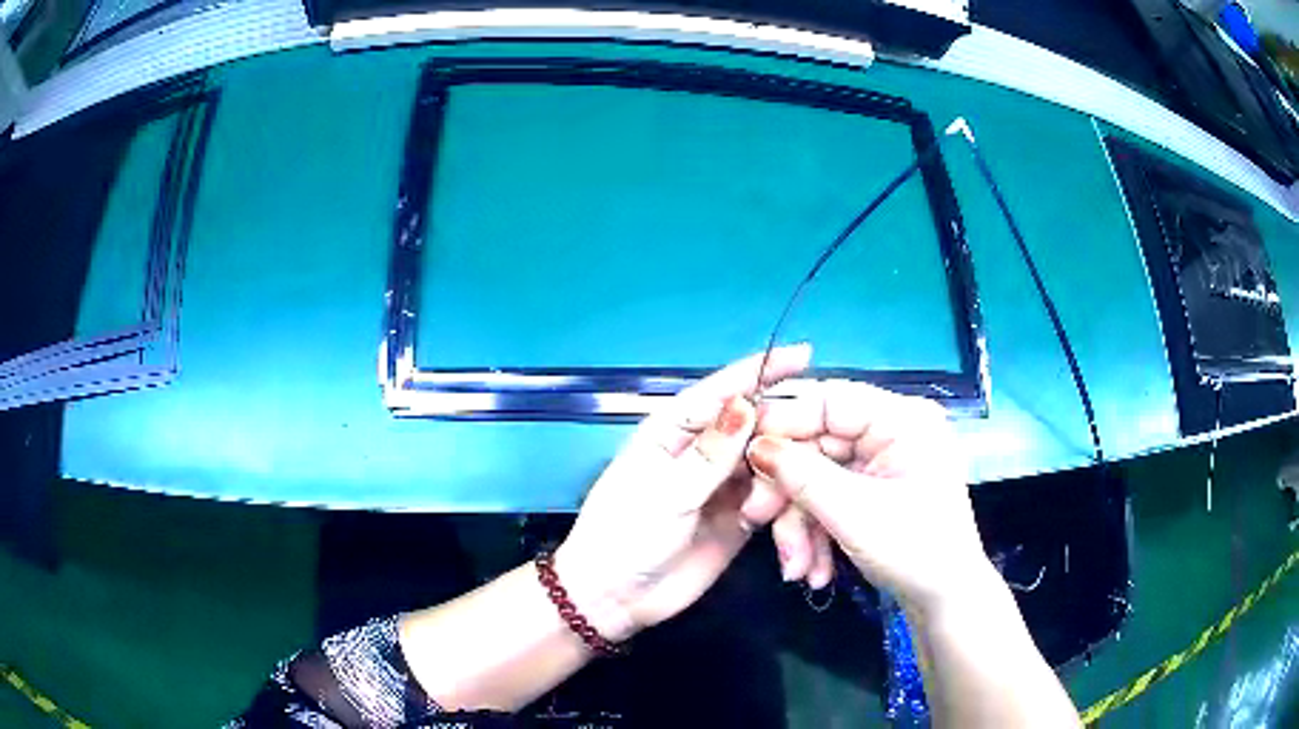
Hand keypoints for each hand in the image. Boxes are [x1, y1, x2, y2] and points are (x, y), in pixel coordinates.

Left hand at [556, 345, 811, 640]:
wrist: (615, 598)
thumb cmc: (626, 535)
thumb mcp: (665, 493)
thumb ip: (709, 454)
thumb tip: (746, 403)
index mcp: (674, 431)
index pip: (722, 391)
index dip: (762, 371)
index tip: (805, 354)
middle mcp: (703, 451)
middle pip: (754, 424)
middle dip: (786, 426)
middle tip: (821, 438)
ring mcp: (722, 485)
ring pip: (769, 460)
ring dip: (788, 469)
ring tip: (808, 481)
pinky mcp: (739, 517)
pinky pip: (771, 497)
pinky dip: (786, 501)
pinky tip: (799, 510)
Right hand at [747, 381, 993, 614]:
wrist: (945, 602)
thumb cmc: (915, 551)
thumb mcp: (854, 514)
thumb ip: (802, 475)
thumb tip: (754, 446)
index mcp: (902, 420)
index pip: (831, 400)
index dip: (784, 421)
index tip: (745, 451)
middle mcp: (891, 432)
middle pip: (818, 444)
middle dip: (788, 491)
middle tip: (756, 519)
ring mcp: (881, 463)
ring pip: (817, 477)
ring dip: (799, 523)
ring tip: (795, 566)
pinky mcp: (873, 491)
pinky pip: (829, 498)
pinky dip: (816, 532)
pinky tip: (813, 569)